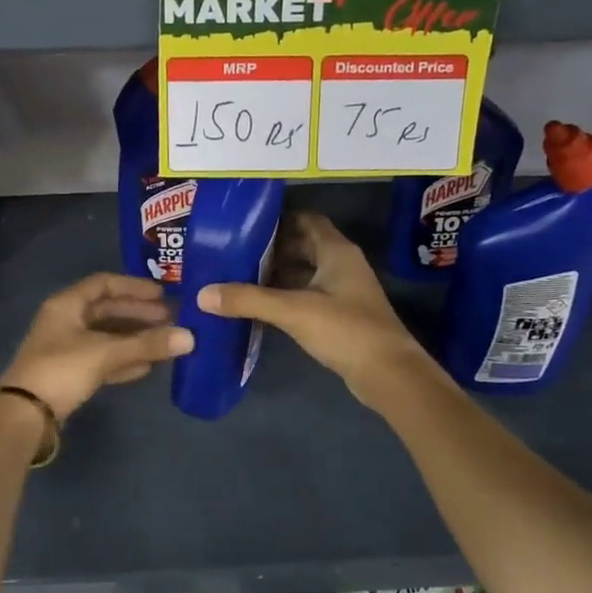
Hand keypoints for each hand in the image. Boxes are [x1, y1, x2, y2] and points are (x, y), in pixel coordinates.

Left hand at [0, 273, 193, 419]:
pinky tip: (147, 366)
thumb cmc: (62, 370)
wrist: (25, 415)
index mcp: (67, 304)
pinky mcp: (70, 372)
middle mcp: (66, 320)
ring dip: (135, 338)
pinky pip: (102, 358)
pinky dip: (123, 359)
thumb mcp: (106, 353)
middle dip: (139, 314)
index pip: (104, 283)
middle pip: (108, 310)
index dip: (133, 286)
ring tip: (165, 342)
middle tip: (170, 319)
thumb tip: (189, 337)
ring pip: (107, 336)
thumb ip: (147, 344)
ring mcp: (66, 347)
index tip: (161, 295)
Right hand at [196, 213, 437, 407]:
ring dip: (278, 273)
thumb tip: (202, 295)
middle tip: (235, 251)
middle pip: (304, 245)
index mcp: (337, 251)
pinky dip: (286, 296)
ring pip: (306, 272)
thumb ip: (249, 300)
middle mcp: (342, 265)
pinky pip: (308, 296)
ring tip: (240, 276)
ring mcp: (344, 291)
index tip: (246, 223)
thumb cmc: (345, 330)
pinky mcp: (342, 316)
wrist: (388, 374)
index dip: (280, 218)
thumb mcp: (293, 311)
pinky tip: (261, 306)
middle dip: (272, 248)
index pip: (307, 220)